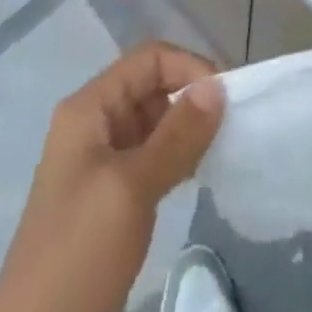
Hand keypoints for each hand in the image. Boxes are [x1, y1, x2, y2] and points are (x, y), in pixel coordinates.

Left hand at [0, 43, 224, 311]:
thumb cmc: (79, 251)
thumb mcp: (130, 188)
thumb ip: (176, 135)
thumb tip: (218, 85)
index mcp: (89, 108)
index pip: (148, 60)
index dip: (188, 67)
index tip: (227, 97)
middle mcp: (94, 125)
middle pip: (152, 86)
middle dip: (191, 95)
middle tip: (232, 122)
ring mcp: (102, 163)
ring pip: (155, 122)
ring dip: (188, 127)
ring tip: (223, 145)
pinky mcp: (113, 198)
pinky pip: (153, 157)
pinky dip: (179, 156)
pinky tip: (201, 171)